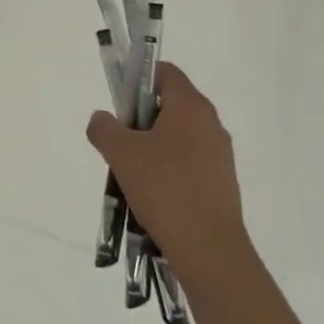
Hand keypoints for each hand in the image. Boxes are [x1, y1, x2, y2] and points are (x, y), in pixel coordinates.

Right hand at [86, 63, 255, 288]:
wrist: (210, 251)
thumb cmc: (165, 190)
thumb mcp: (121, 154)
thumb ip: (104, 128)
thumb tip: (102, 119)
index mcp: (191, 106)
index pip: (164, 72)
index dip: (138, 80)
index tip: (120, 105)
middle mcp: (210, 123)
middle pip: (169, 105)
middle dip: (141, 119)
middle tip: (121, 144)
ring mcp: (220, 154)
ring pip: (178, 136)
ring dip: (153, 148)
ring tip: (134, 176)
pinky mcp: (222, 182)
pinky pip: (189, 162)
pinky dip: (169, 170)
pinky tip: (154, 196)